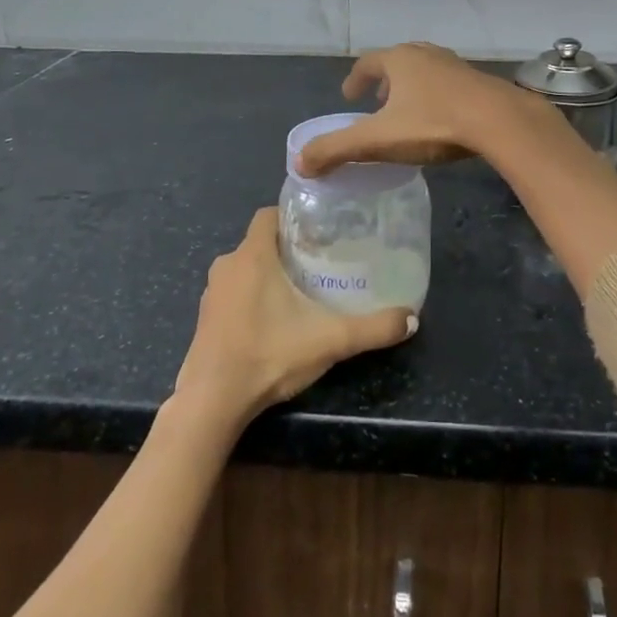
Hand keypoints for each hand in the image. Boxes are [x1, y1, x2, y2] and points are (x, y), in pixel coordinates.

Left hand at [174, 209, 415, 428]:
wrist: (212, 402)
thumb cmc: (268, 354)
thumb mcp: (329, 340)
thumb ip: (373, 328)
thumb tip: (412, 318)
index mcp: (252, 255)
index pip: (268, 214)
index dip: (293, 216)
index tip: (320, 230)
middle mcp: (228, 265)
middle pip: (260, 242)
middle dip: (288, 248)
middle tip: (321, 262)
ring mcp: (211, 293)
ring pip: (245, 269)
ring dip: (269, 274)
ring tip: (301, 291)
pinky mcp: (204, 319)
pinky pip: (232, 293)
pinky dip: (251, 297)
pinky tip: (273, 321)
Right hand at [296, 42, 556, 176]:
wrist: (499, 121)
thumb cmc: (433, 123)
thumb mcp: (377, 140)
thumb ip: (336, 149)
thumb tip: (299, 162)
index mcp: (399, 60)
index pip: (368, 63)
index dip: (355, 79)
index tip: (349, 96)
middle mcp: (426, 54)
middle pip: (397, 63)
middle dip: (384, 83)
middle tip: (377, 104)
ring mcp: (455, 65)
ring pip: (425, 72)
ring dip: (411, 89)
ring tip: (407, 113)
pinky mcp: (479, 82)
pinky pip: (448, 85)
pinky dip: (436, 97)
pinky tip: (441, 120)